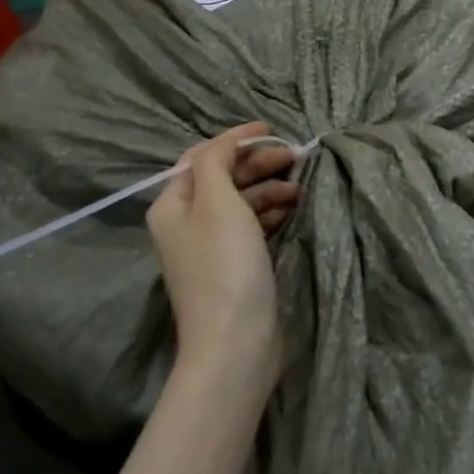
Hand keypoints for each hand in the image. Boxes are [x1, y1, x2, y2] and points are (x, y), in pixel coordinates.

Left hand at [146, 122, 300, 385]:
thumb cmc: (225, 265)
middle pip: (223, 178)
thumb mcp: (217, 202)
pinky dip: (270, 213)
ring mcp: (210, 247)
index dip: (236, 140)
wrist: (235, 343)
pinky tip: (292, 211)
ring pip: (240, 202)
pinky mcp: (233, 266)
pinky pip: (251, 226)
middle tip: (296, 158)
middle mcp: (186, 222)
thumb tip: (224, 145)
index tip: (272, 130)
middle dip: (258, 163)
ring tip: (300, 188)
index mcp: (173, 204)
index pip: (203, 156)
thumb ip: (216, 163)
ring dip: (269, 188)